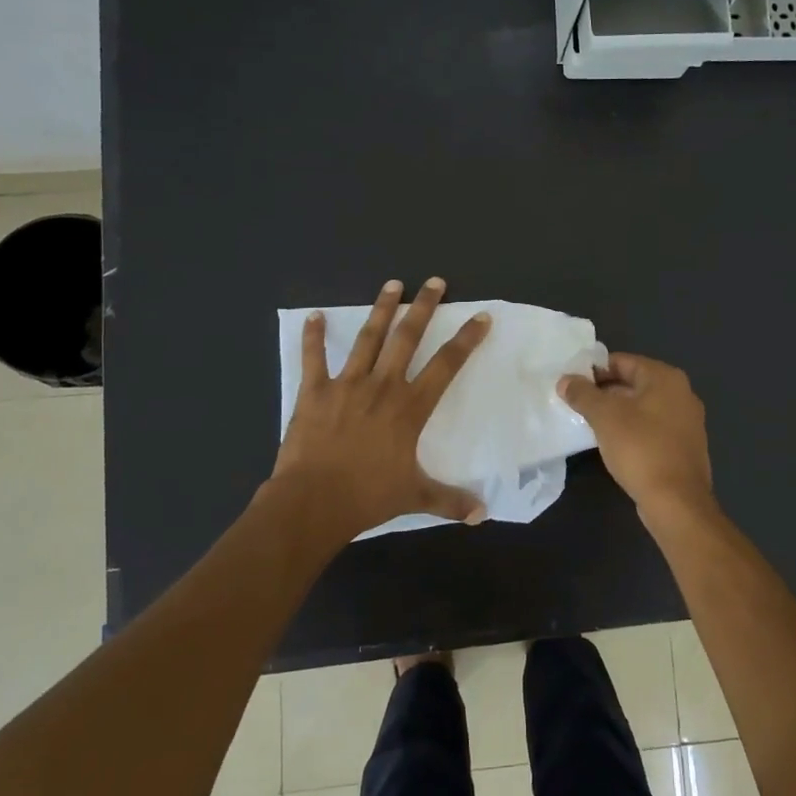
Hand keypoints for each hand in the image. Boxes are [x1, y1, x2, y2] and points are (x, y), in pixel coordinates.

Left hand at [270, 277, 490, 537]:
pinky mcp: (315, 391)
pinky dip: (313, 336)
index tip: (480, 317)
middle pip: (408, 338)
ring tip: (392, 284)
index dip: (466, 340)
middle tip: (435, 281)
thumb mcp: (415, 497)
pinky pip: (314, 358)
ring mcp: (347, 385)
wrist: (314, 502)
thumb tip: (482, 515)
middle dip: (423, 307)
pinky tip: (313, 316)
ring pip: (368, 338)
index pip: (446, 365)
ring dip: (381, 309)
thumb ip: (449, 501)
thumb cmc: (367, 497)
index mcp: (410, 408)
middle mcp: (382, 386)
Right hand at [559, 353, 714, 519]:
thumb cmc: (640, 449)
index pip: (622, 361)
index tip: (571, 383)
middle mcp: (681, 393)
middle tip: (575, 403)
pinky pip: (652, 427)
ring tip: (589, 423)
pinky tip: (613, 443)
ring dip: (617, 412)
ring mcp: (687, 421)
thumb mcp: (604, 417)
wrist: (676, 502)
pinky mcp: (684, 446)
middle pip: (634, 382)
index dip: (594, 370)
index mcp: (666, 378)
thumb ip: (583, 394)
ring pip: (643, 407)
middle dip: (604, 392)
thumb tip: (565, 380)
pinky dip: (632, 429)